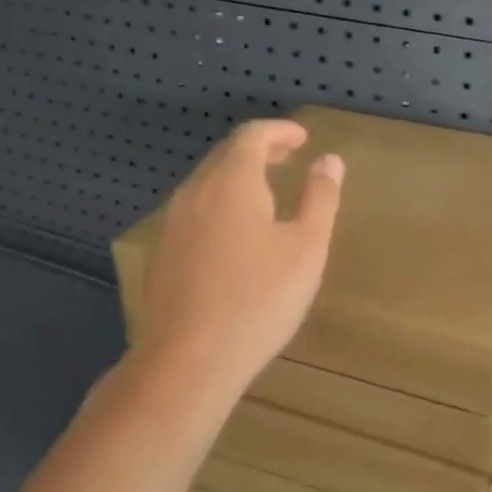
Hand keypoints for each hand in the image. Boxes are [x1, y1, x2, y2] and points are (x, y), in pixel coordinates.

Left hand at [137, 119, 343, 396]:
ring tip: (265, 194)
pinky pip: (194, 212)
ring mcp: (172, 224)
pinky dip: (219, 205)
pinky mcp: (162, 254)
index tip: (302, 138)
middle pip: (225, 155)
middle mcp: (195, 193)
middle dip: (258, 151)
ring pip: (206, 184)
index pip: (252, 136)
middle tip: (287, 159)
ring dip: (236, 178)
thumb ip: (320, 198)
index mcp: (232, 183)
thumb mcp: (306, 249)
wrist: (188, 360)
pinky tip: (233, 235)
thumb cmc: (259, 300)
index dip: (279, 131)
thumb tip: (329, 160)